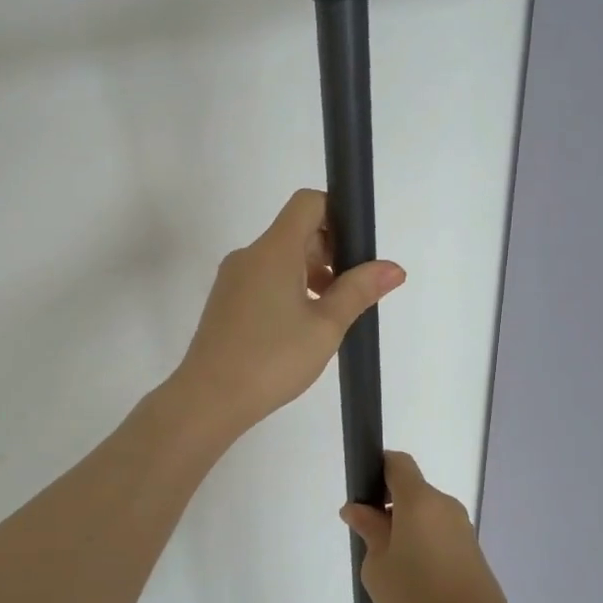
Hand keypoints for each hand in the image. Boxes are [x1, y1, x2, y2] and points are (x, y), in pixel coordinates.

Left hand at [170, 189, 404, 439]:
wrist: (209, 398)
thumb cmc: (273, 359)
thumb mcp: (326, 326)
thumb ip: (359, 291)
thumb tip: (393, 268)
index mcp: (274, 250)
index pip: (308, 203)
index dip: (337, 214)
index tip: (356, 251)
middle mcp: (249, 255)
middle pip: (295, 232)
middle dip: (330, 252)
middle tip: (352, 291)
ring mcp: (232, 279)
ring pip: (280, 259)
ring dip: (310, 274)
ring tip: (330, 315)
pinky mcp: (225, 302)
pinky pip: (263, 280)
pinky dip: (288, 289)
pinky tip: (300, 328)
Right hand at [340, 452, 513, 602]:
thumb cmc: (417, 597)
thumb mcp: (378, 566)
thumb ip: (368, 530)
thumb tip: (358, 509)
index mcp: (419, 500)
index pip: (397, 463)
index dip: (377, 470)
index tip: (364, 498)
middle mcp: (443, 504)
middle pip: (411, 489)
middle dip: (388, 506)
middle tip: (370, 541)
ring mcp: (461, 525)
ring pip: (424, 512)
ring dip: (406, 527)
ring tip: (392, 566)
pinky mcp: (471, 546)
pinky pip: (438, 531)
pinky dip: (423, 541)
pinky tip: (415, 576)